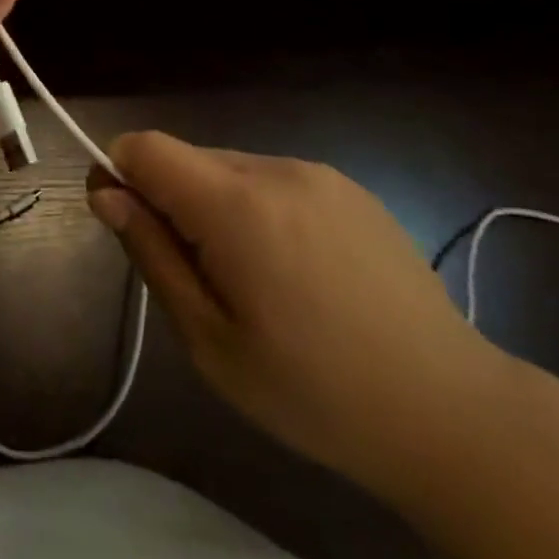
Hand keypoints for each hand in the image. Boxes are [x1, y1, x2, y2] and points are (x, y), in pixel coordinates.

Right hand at [88, 132, 510, 492]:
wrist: (452, 413)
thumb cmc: (314, 392)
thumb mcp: (209, 340)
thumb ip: (152, 254)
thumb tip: (106, 193)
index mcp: (236, 205)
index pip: (145, 146)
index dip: (119, 172)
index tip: (124, 222)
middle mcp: (275, 169)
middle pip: (187, 158)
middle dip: (170, 201)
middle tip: (197, 278)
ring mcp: (318, 174)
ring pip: (229, 168)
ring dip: (215, 206)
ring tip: (254, 281)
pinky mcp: (349, 188)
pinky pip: (273, 180)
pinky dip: (258, 209)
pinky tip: (296, 270)